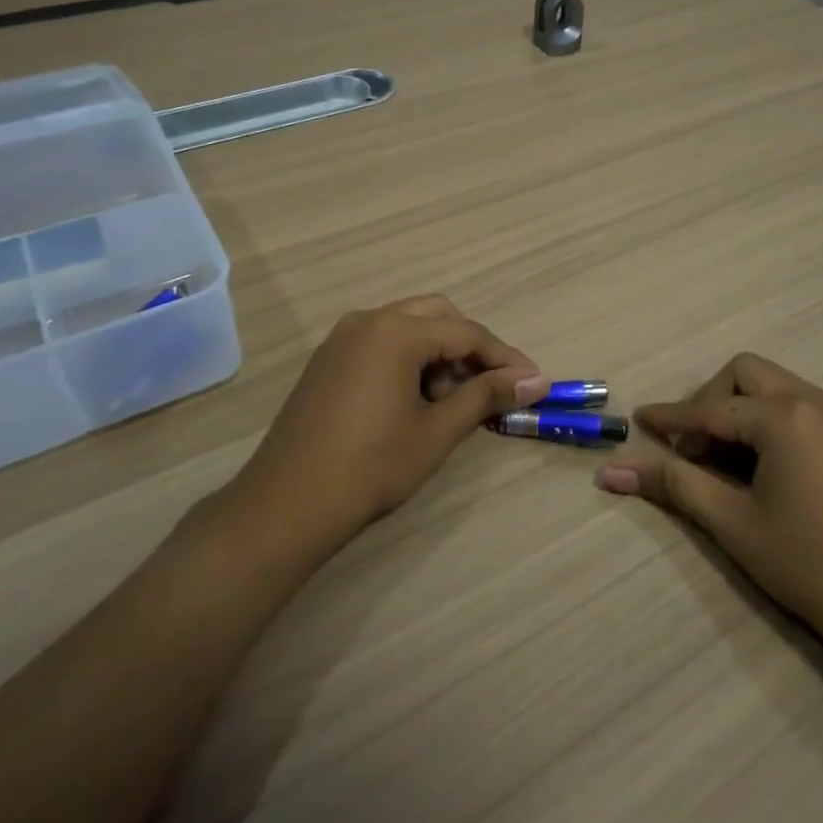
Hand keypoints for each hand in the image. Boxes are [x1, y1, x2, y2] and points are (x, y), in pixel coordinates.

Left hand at [235, 295, 545, 541]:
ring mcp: (342, 338)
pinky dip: (409, 360)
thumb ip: (486, 396)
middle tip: (492, 387)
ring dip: (439, 354)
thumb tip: (535, 380)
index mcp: (395, 332)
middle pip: (437, 316)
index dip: (504, 357)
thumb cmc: (371, 467)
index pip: (466, 333)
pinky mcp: (328, 360)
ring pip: (408, 327)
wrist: (286, 505)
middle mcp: (367, 321)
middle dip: (471, 348)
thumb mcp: (437, 432)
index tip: (533, 382)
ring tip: (450, 403)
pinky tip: (415, 402)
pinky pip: (381, 343)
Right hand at [596, 353, 822, 656]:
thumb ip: (673, 485)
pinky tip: (758, 465)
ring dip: (737, 410)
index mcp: (785, 417)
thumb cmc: (808, 564)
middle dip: (709, 402)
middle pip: (744, 375)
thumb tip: (611, 472)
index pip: (711, 408)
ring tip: (720, 460)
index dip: (671, 417)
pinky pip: (796, 407)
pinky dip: (766, 421)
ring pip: (772, 387)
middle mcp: (815, 401)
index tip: (638, 422)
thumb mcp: (732, 523)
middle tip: (690, 449)